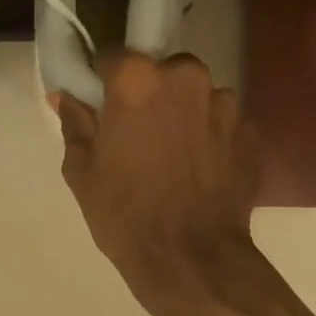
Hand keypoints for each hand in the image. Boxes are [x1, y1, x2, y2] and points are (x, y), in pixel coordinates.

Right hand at [52, 52, 260, 315]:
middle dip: (149, 92)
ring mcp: (224, 103)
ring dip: (182, 113)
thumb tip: (65, 96)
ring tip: (172, 155)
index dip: (103, 78)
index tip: (101, 102)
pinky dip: (208, 135)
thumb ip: (75, 122)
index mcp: (137, 79)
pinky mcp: (250, 131)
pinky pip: (220, 121)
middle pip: (161, 70)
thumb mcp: (81, 169)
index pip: (113, 55)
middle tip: (137, 132)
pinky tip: (197, 169)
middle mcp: (185, 77)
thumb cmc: (124, 212)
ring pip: (195, 94)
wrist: (191, 259)